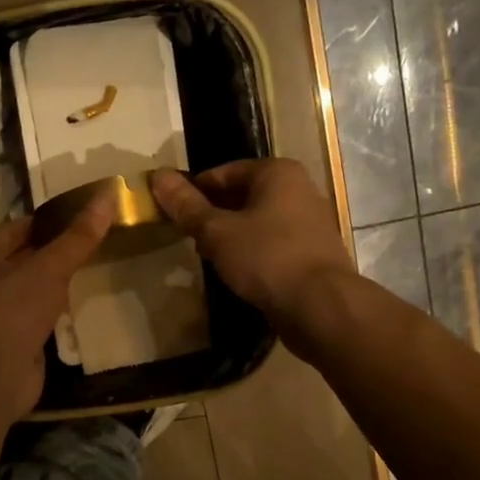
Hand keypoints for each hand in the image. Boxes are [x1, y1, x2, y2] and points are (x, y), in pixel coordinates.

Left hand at [0, 198, 114, 415]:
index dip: (51, 220)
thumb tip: (107, 197)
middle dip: (57, 253)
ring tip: (96, 270)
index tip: (85, 215)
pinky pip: (40, 320)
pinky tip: (83, 307)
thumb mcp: (49, 266)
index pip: (19, 228)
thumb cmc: (13, 308)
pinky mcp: (14, 342)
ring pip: (33, 291)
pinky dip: (58, 314)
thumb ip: (78, 237)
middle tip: (97, 241)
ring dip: (58, 285)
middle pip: (26, 259)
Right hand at [151, 159, 352, 322]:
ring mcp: (309, 222)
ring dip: (230, 236)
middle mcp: (298, 189)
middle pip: (241, 196)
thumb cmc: (267, 258)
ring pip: (257, 221)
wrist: (321, 306)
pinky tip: (236, 273)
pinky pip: (272, 243)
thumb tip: (157, 176)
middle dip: (212, 216)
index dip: (193, 192)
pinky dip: (252, 252)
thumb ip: (187, 205)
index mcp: (277, 172)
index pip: (222, 172)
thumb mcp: (217, 231)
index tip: (173, 214)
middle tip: (188, 238)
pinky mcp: (312, 252)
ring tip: (208, 257)